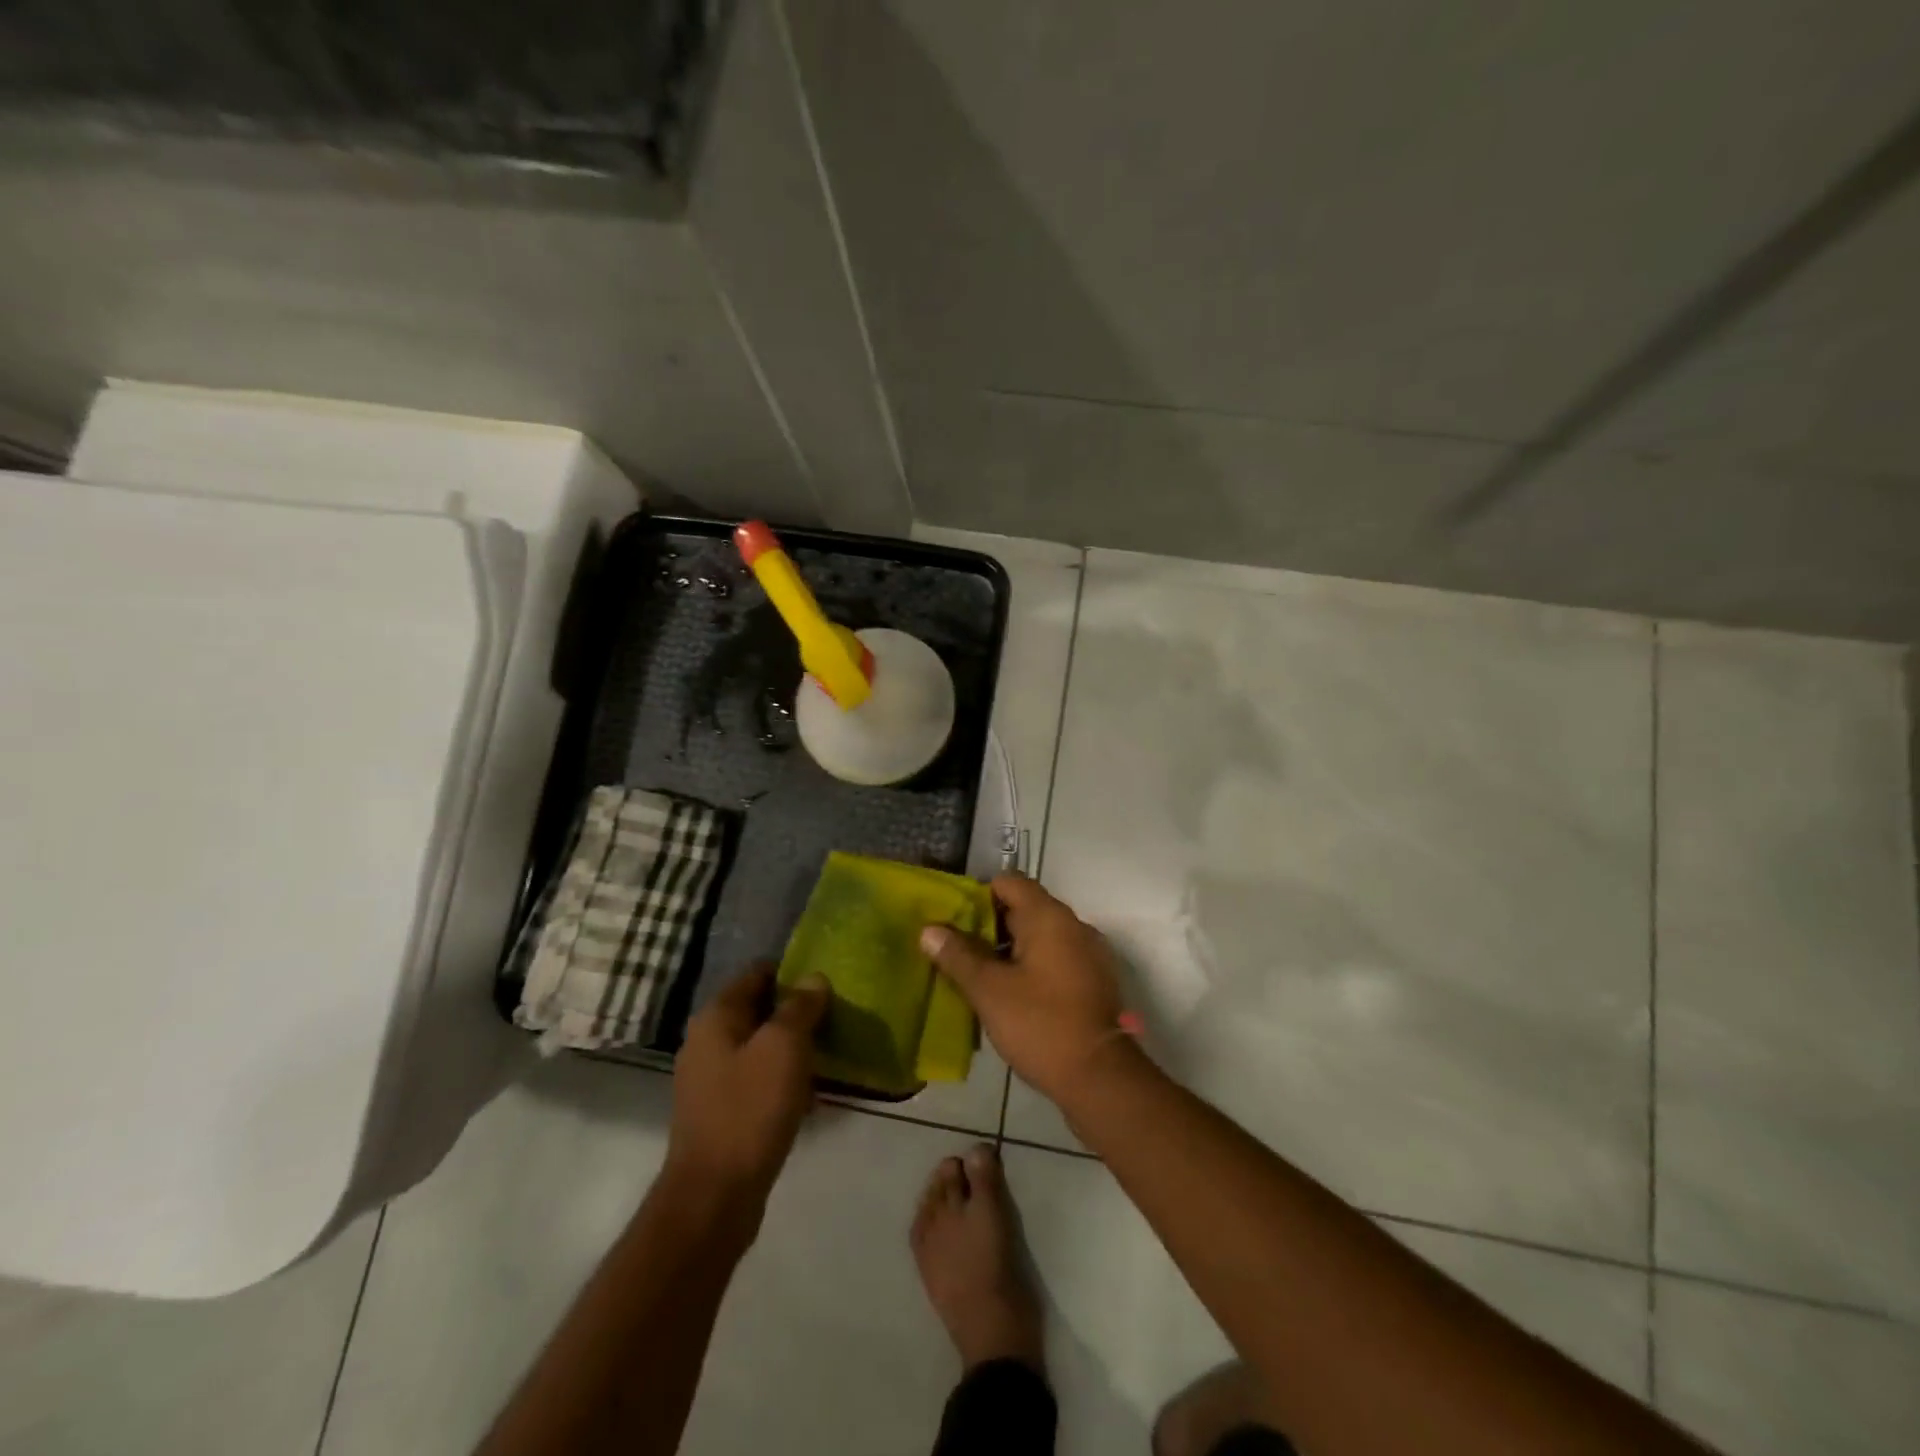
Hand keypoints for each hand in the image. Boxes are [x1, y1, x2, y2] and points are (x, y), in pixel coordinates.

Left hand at [665, 963, 827, 1215]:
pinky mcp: (721, 1111)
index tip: (827, 979)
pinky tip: (810, 1090)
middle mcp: (707, 1041)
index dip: (792, 971)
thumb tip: (813, 978)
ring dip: (792, 1046)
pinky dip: (782, 1077)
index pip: (757, 973)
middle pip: (758, 1009)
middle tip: (836, 1013)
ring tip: (830, 1049)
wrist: (714, 1196)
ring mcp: (710, 1079)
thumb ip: (800, 1007)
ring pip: (759, 1046)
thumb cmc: (750, 1109)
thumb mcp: (783, 1047)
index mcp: (716, 1017)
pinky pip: (757, 1078)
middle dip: (796, 1010)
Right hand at [919, 874, 1130, 1105]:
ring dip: (1011, 949)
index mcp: (1050, 917)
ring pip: (1041, 936)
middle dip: (991, 926)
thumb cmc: (1041, 1024)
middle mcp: (1074, 925)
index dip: (980, 894)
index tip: (955, 920)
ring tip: (980, 975)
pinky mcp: (1094, 981)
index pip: (1010, 882)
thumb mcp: (989, 990)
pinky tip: (1012, 995)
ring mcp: (1089, 954)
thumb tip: (929, 929)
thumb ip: (958, 956)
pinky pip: (1057, 958)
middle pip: (1026, 908)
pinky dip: (1033, 966)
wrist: (1100, 1078)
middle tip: (960, 951)